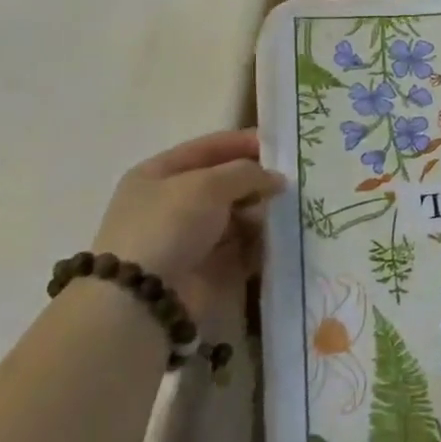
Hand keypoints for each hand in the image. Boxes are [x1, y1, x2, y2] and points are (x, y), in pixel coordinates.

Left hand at [92, 129, 284, 317]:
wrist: (144, 298)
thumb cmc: (169, 226)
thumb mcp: (207, 185)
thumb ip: (246, 173)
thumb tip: (277, 179)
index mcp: (159, 173)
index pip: (209, 148)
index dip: (244, 142)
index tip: (284, 144)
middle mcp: (173, 203)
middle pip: (226, 183)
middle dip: (259, 181)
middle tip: (296, 180)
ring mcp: (191, 237)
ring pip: (238, 215)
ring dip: (264, 212)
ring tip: (292, 210)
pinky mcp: (208, 267)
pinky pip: (243, 247)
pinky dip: (262, 242)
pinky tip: (284, 237)